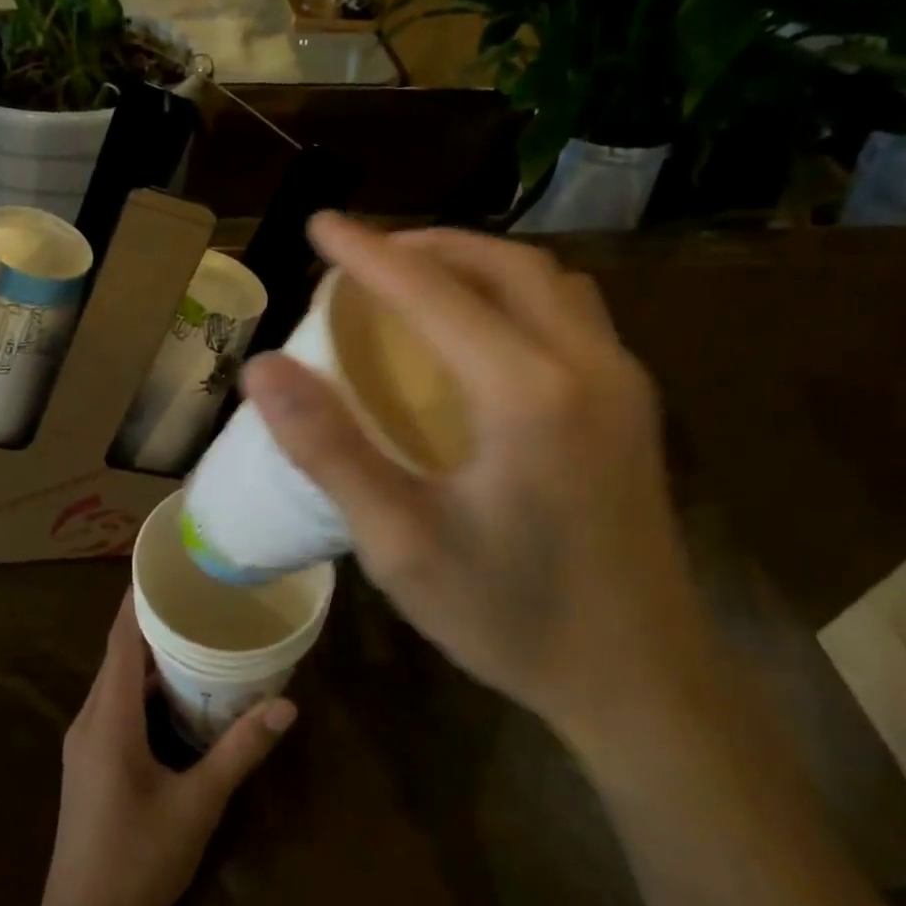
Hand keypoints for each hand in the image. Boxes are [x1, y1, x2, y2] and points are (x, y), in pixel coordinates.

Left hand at [34, 596, 296, 905]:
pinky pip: (117, 705)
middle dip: (153, 621)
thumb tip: (285, 705)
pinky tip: (178, 692)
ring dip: (150, 656)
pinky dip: (145, 687)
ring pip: (117, 681)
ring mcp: (86, 743)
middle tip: (198, 596)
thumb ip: (239, 751)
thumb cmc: (137, 862)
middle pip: (118, 654)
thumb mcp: (197, 805)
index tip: (166, 567)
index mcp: (108, 718)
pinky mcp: (91, 763)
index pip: (119, 639)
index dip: (137, 599)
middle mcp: (90, 720)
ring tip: (195, 633)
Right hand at [240, 215, 710, 763]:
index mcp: (527, 393)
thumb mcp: (402, 545)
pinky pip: (570, 313)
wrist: (642, 682)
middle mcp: (586, 366)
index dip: (368, 252)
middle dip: (426, 244)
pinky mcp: (633, 407)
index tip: (320, 223)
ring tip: (417, 277)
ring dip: (476, 262)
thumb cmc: (514, 619)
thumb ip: (330, 450)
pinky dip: (514, 293)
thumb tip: (263, 369)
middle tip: (365, 254)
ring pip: (546, 280)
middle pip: (502, 263)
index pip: (432, 292)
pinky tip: (482, 330)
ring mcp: (622, 382)